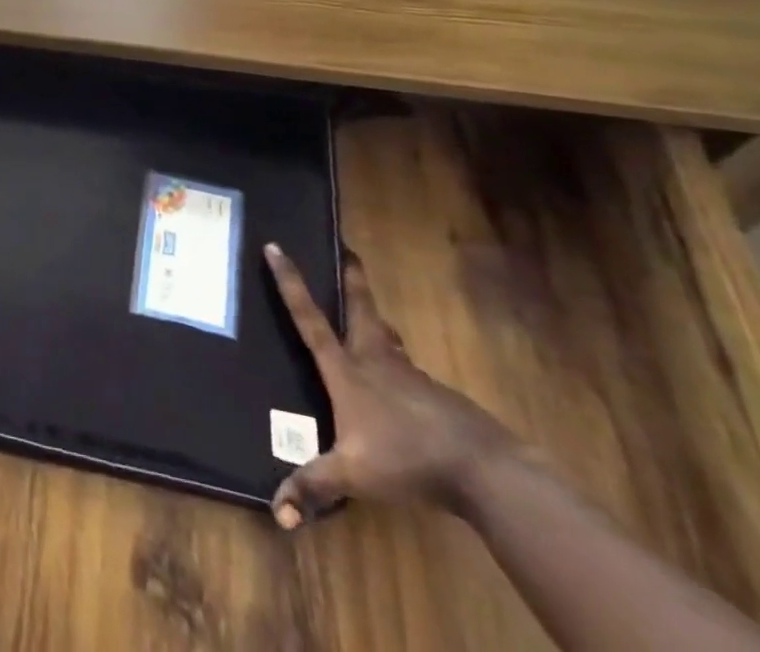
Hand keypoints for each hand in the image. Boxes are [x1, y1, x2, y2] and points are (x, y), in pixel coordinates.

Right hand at [263, 242, 520, 527]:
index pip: (309, 317)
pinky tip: (399, 389)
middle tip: (345, 249)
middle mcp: (375, 359)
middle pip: (360, 306)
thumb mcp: (353, 476)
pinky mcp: (436, 395)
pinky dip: (396, 365)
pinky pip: (407, 369)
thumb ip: (314, 487)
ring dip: (373, 320)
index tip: (276, 246)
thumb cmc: (407, 458)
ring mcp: (410, 374)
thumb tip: (276, 512)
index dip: (290, 282)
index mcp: (347, 369)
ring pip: (386, 336)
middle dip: (351, 276)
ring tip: (366, 318)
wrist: (483, 469)